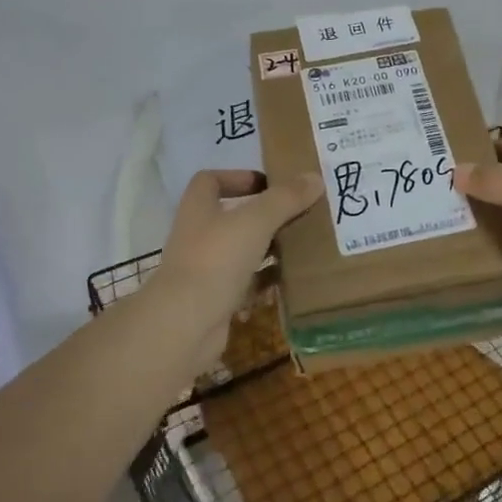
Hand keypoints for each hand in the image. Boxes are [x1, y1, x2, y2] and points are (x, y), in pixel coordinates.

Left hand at [150, 169, 324, 368]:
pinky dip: (267, 280)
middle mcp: (199, 235)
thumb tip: (315, 177)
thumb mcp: (256, 221)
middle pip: (232, 216)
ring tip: (302, 244)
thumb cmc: (217, 259)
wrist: (186, 324)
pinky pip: (247, 283)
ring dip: (268, 248)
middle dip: (264, 215)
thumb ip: (286, 198)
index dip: (238, 177)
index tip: (270, 184)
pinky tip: (292, 279)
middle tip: (298, 214)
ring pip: (242, 251)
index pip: (211, 180)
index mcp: (199, 208)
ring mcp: (206, 269)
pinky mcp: (216, 299)